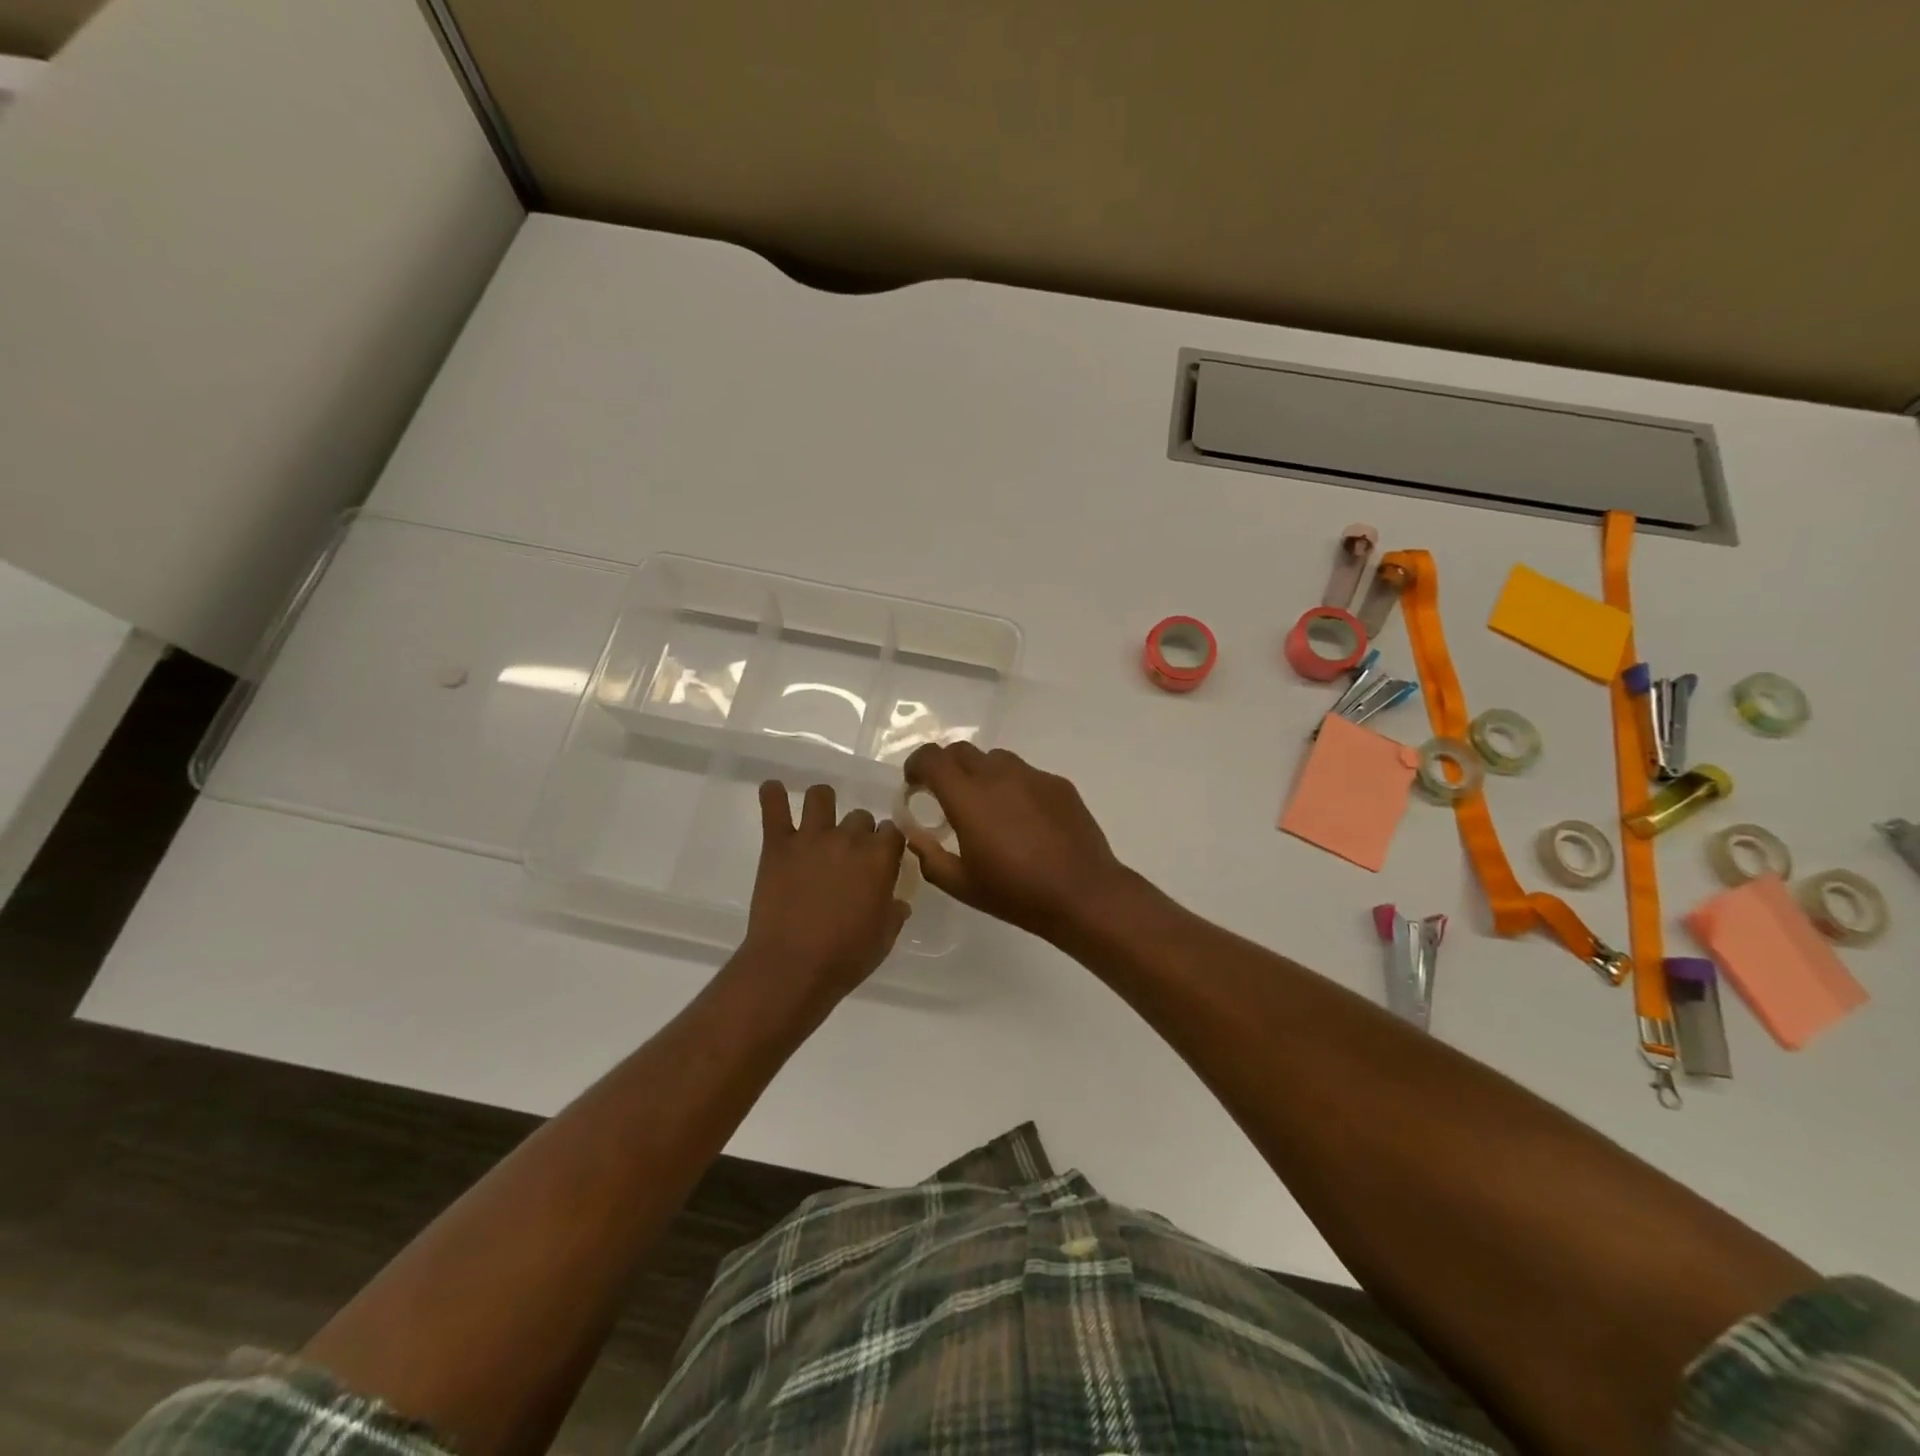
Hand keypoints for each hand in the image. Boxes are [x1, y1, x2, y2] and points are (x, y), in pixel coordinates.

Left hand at [738, 781, 910, 1010]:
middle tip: (847, 855)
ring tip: (816, 821)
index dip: (887, 843)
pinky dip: (772, 795)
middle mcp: (850, 838)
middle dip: (857, 831)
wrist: (792, 966)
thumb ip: (894, 912)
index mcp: (880, 858)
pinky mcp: (778, 844)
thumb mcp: (884, 938)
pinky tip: (773, 791)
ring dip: (822, 804)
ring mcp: (812, 837)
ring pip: (821, 796)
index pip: (893, 831)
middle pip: (860, 816)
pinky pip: (774, 806)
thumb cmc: (846, 957)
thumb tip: (898, 902)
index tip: (881, 858)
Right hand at [901, 743, 1133, 941]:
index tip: (914, 784)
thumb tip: (915, 834)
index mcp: (968, 798)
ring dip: (980, 774)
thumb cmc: (1016, 893)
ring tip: (987, 807)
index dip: (916, 765)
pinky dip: (1013, 786)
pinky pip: (1026, 774)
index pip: (932, 758)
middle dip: (946, 767)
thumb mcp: (961, 884)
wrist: (1083, 894)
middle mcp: (998, 776)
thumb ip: (929, 855)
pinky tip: (1023, 819)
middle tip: (946, 796)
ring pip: (995, 758)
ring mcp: (1032, 776)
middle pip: (961, 750)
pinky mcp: (1058, 784)